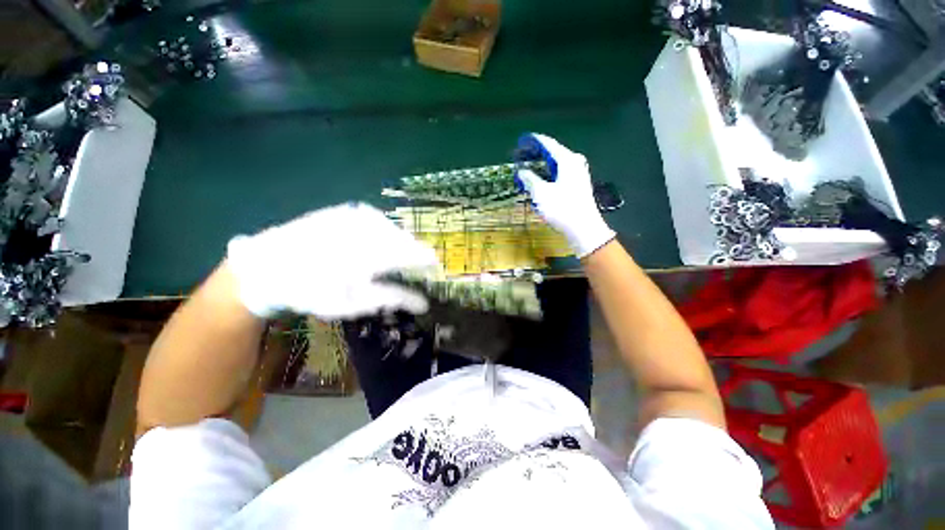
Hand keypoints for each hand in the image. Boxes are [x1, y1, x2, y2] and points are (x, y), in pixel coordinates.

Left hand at [226, 203, 438, 318]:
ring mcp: (355, 216)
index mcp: (373, 255)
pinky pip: (376, 219)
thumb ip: (393, 298)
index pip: (414, 254)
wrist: (267, 267)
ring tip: (395, 256)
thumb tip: (424, 302)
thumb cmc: (312, 291)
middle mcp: (368, 229)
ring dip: (398, 242)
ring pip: (392, 228)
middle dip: (412, 252)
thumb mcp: (355, 303)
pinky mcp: (345, 210)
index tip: (435, 268)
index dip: (427, 261)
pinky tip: (377, 240)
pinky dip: (382, 231)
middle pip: (404, 239)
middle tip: (414, 265)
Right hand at [515, 134, 615, 257]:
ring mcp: (578, 173)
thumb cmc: (562, 209)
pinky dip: (548, 173)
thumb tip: (521, 171)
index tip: (520, 142)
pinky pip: (560, 172)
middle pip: (553, 152)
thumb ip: (529, 179)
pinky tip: (540, 180)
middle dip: (536, 154)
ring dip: (541, 165)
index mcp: (567, 159)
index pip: (547, 143)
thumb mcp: (540, 193)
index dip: (533, 142)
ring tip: (527, 168)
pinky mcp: (578, 184)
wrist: (584, 228)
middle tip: (521, 157)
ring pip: (556, 164)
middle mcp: (575, 162)